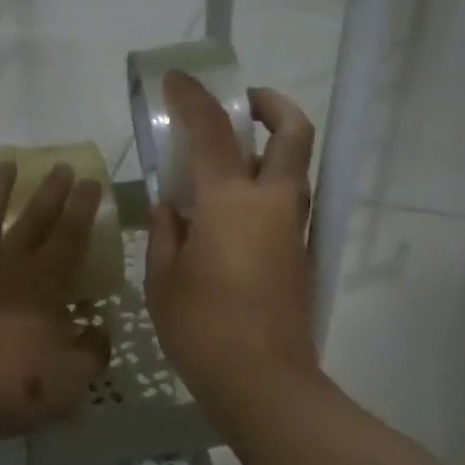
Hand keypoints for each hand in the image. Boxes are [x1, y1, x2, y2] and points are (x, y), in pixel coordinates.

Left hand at [0, 161, 111, 451]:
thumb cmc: (14, 390)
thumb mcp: (73, 379)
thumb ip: (91, 351)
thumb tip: (98, 332)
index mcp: (42, 287)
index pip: (69, 238)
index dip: (81, 209)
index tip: (90, 181)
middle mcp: (3, 272)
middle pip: (30, 224)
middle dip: (48, 194)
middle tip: (59, 165)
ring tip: (3, 165)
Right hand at [145, 74, 320, 414]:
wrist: (264, 382)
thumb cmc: (202, 329)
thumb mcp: (163, 279)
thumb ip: (165, 233)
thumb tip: (170, 209)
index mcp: (231, 202)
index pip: (213, 131)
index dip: (193, 99)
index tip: (176, 81)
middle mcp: (273, 203)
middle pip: (293, 133)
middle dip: (273, 105)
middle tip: (244, 105)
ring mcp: (294, 230)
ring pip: (297, 168)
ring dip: (273, 147)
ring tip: (231, 160)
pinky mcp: (301, 256)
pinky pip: (288, 203)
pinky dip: (267, 188)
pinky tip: (233, 214)